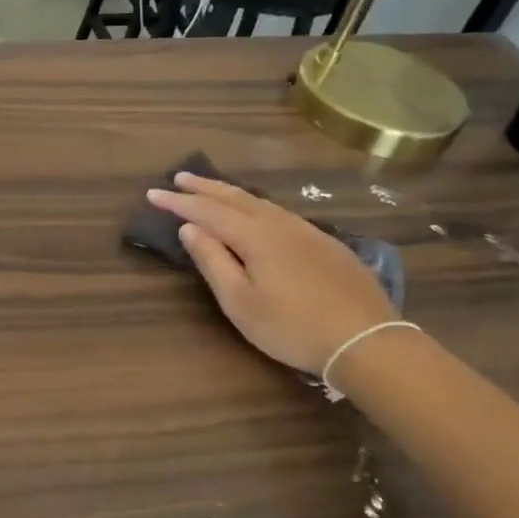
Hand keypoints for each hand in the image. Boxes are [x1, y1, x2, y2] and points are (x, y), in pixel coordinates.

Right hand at [147, 174, 394, 375]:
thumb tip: (189, 228)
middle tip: (180, 177)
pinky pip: (280, 213)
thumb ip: (213, 261)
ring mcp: (307, 231)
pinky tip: (257, 214)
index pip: (207, 211)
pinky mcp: (325, 244)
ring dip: (231, 193)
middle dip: (204, 187)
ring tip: (212, 189)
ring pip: (260, 202)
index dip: (178, 202)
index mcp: (255, 236)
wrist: (366, 340)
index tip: (152, 193)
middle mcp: (280, 224)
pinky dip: (256, 206)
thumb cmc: (292, 326)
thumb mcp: (240, 301)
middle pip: (235, 197)